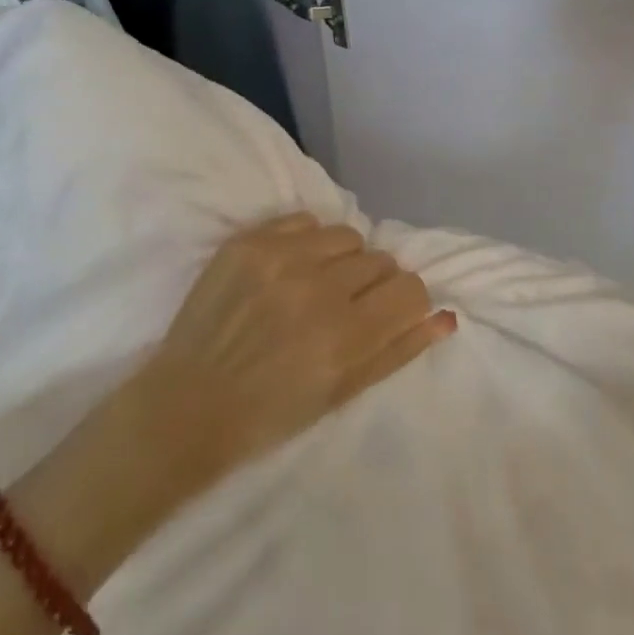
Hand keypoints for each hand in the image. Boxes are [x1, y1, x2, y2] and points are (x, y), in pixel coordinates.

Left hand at [134, 215, 455, 481]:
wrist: (187, 404)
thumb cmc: (270, 414)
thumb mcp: (342, 393)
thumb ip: (398, 350)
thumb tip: (446, 316)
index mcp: (345, 336)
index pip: (410, 289)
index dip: (404, 301)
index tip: (386, 313)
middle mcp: (318, 289)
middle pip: (380, 260)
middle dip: (371, 283)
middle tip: (343, 308)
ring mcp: (280, 259)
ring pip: (346, 235)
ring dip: (341, 259)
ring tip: (314, 285)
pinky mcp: (249, 242)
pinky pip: (305, 221)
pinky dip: (306, 242)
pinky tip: (288, 270)